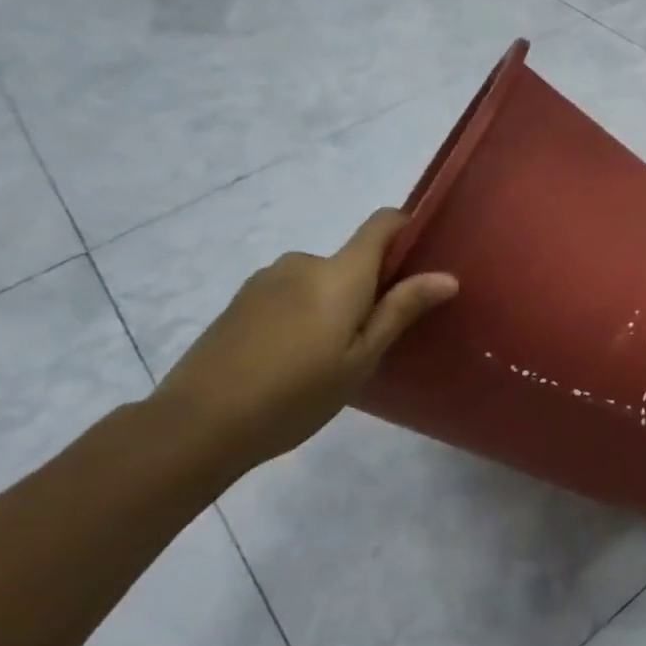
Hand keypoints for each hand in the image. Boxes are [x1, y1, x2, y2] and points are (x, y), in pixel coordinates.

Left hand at [151, 209, 457, 473]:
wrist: (198, 422)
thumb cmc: (296, 394)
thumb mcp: (361, 359)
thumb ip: (401, 311)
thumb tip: (447, 276)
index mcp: (339, 273)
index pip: (383, 223)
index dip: (408, 230)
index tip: (423, 263)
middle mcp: (303, 262)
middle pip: (352, 260)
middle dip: (369, 289)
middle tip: (371, 342)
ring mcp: (267, 279)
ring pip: (320, 281)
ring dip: (334, 305)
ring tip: (327, 358)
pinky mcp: (242, 300)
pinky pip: (291, 294)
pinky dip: (304, 314)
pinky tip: (292, 360)